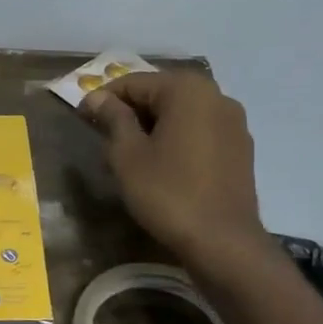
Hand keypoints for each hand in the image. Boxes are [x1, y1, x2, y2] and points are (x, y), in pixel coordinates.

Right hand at [81, 71, 269, 268]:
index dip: (103, 98)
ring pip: (181, 114)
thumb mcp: (128, 155)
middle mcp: (216, 96)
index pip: (134, 82)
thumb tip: (97, 96)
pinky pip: (200, 132)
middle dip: (130, 113)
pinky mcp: (241, 148)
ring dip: (153, 127)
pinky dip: (176, 140)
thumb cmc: (168, 193)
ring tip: (130, 155)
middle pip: (161, 94)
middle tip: (103, 138)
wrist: (222, 241)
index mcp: (187, 90)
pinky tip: (162, 166)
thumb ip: (113, 119)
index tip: (82, 118)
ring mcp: (234, 123)